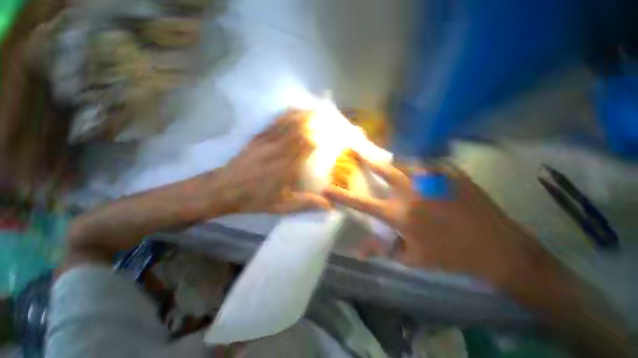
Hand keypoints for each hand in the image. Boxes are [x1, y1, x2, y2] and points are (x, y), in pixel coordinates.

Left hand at [219, 109, 330, 213]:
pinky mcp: (257, 138)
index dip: (316, 140)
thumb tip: (328, 205)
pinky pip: (273, 123)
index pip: (304, 147)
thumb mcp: (281, 206)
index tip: (325, 138)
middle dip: (312, 123)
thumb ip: (305, 203)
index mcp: (285, 167)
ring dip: (300, 116)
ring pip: (286, 124)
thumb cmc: (255, 198)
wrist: (225, 189)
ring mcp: (266, 142)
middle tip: (324, 116)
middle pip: (297, 131)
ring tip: (312, 109)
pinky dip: (285, 116)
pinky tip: (291, 111)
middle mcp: (278, 151)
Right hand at [322, 153, 544, 287]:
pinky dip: (418, 166)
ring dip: (394, 162)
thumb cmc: (451, 256)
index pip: (362, 203)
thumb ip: (382, 250)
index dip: (341, 196)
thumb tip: (357, 252)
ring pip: (405, 162)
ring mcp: (433, 178)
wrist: (498, 248)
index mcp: (400, 213)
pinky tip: (420, 171)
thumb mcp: (413, 258)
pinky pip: (426, 164)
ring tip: (389, 159)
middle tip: (354, 147)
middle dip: (365, 158)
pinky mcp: (450, 173)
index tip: (326, 188)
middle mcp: (412, 191)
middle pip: (382, 169)